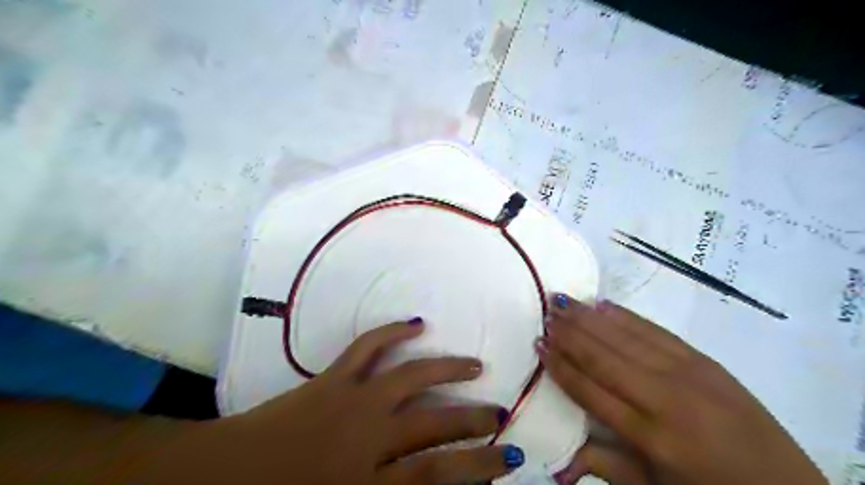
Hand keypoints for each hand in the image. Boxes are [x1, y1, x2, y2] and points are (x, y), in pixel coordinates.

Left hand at [141, 318, 527, 484]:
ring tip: (475, 365)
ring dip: (448, 369)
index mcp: (368, 481)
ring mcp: (352, 399)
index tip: (508, 459)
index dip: (479, 467)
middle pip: (435, 421)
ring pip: (412, 377)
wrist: (222, 477)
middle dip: (473, 418)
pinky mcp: (333, 377)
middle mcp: (368, 436)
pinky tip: (417, 324)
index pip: (439, 474)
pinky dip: (393, 332)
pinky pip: (369, 347)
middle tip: (500, 412)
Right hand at [539, 294, 827, 484]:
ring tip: (563, 301)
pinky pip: (655, 331)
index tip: (539, 344)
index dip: (561, 366)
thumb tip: (557, 462)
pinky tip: (604, 305)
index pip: (590, 391)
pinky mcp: (704, 360)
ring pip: (625, 337)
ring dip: (590, 318)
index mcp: (650, 436)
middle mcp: (665, 398)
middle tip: (545, 313)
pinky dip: (625, 316)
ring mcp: (688, 373)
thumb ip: (603, 465)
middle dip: (570, 333)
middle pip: (604, 357)